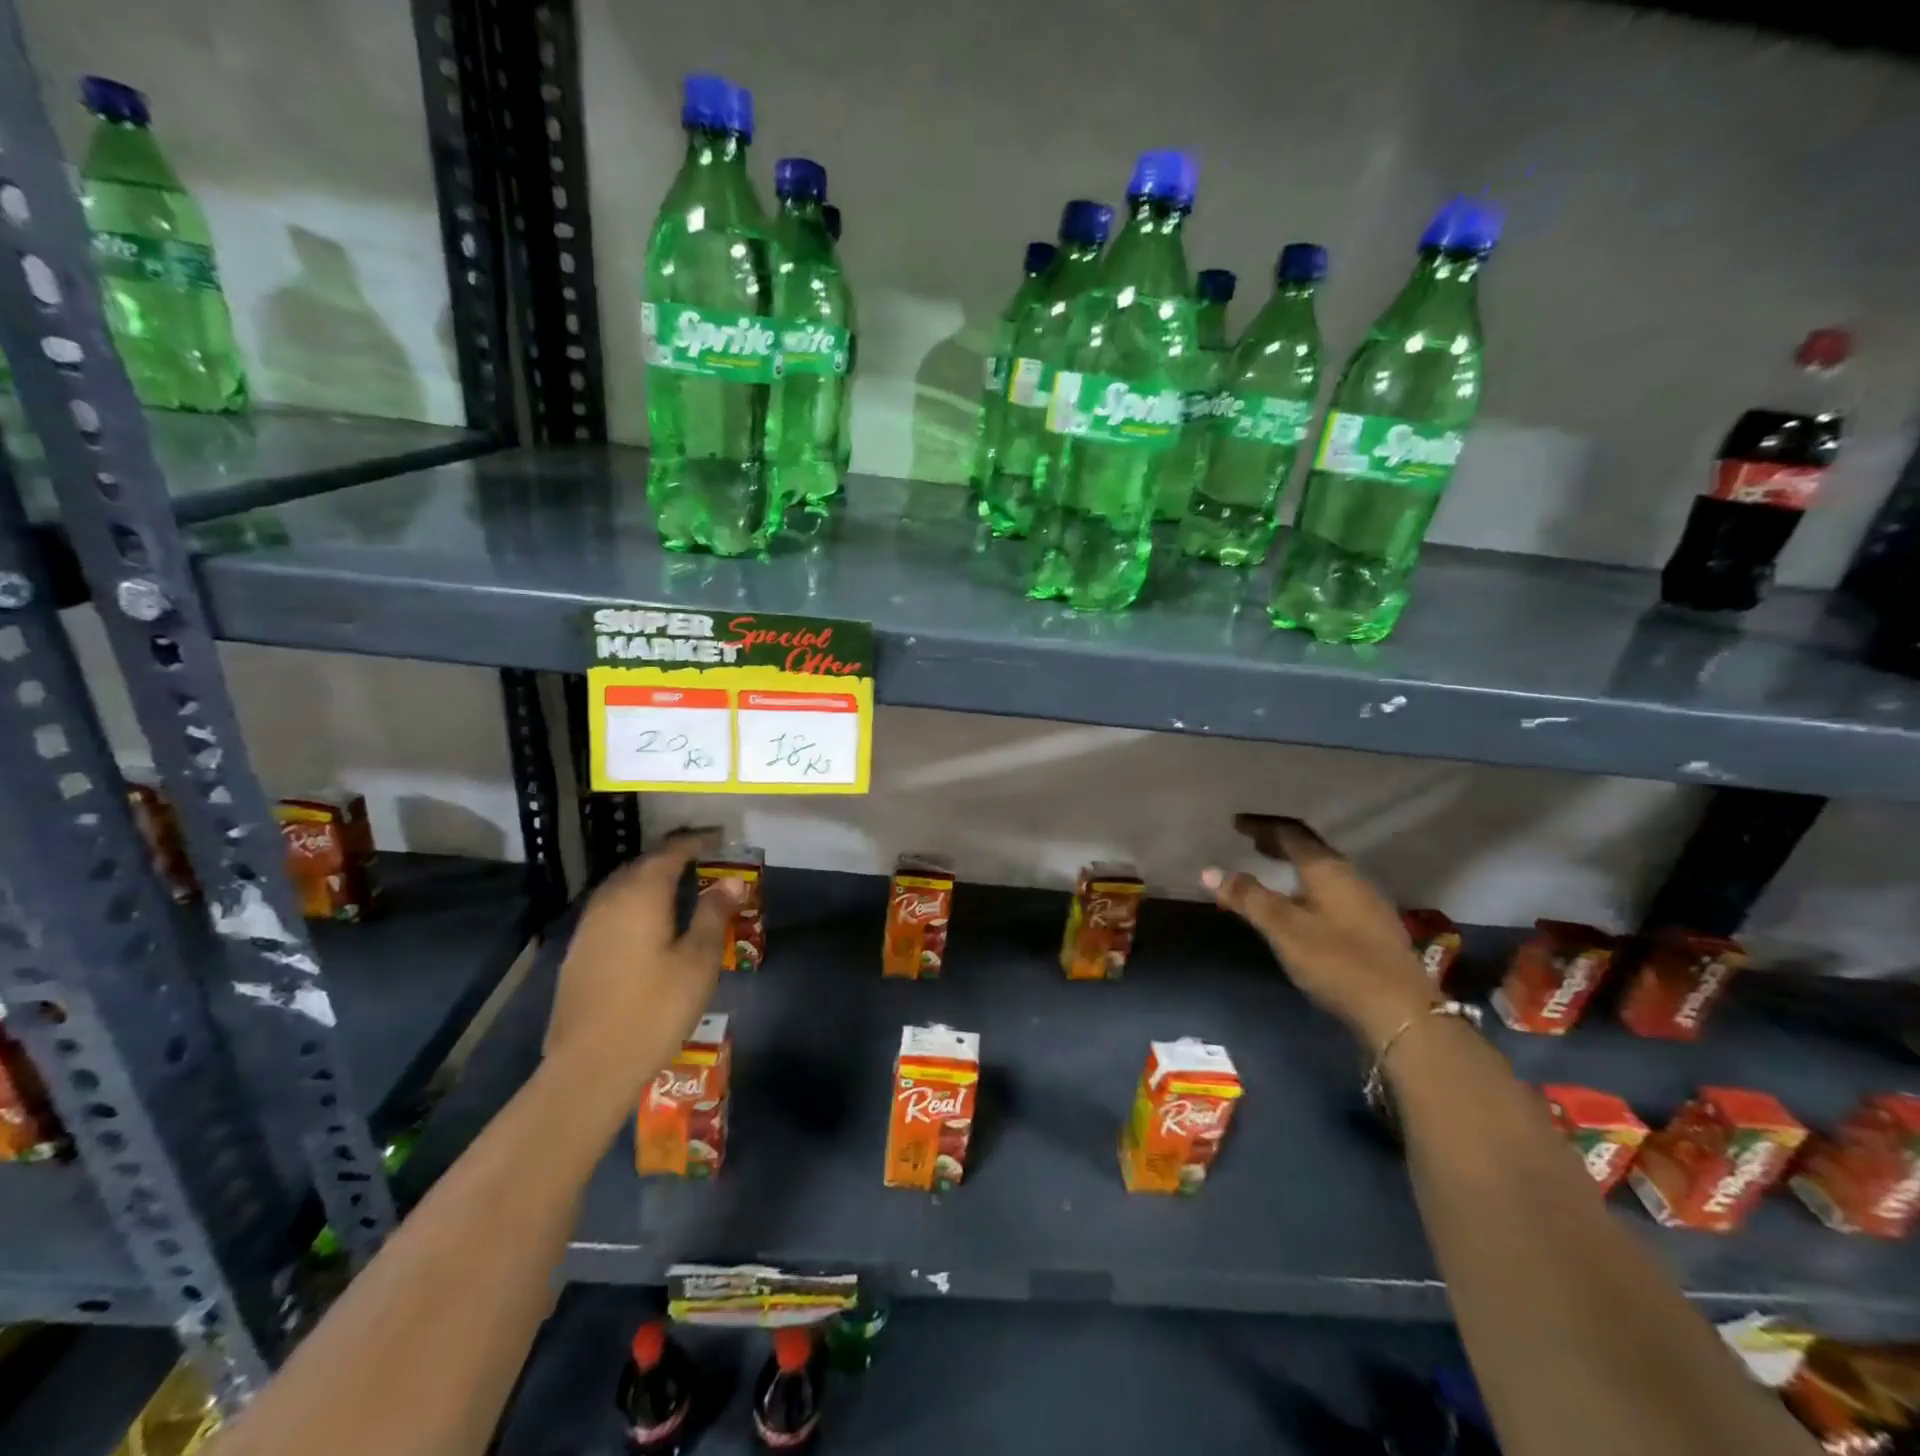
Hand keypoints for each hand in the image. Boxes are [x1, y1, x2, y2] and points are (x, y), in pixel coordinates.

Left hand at [544, 830, 741, 1101]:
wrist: (590, 1066)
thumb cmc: (655, 1008)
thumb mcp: (699, 960)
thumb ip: (715, 914)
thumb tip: (731, 881)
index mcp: (641, 895)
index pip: (669, 853)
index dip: (695, 842)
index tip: (718, 838)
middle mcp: (609, 902)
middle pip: (641, 865)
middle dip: (670, 857)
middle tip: (701, 858)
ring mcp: (588, 927)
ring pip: (621, 887)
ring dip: (649, 879)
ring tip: (677, 885)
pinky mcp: (578, 953)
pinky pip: (610, 910)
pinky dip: (633, 902)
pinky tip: (646, 921)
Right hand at [1203, 815, 1437, 1051]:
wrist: (1401, 1012)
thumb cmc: (1337, 961)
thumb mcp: (1284, 929)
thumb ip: (1248, 897)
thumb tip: (1209, 871)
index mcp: (1327, 869)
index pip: (1290, 833)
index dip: (1261, 826)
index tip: (1236, 823)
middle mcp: (1350, 876)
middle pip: (1310, 848)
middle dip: (1279, 841)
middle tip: (1251, 841)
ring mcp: (1366, 901)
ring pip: (1323, 870)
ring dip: (1294, 864)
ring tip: (1271, 868)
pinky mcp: (1372, 925)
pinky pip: (1332, 889)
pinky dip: (1308, 884)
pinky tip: (1301, 903)